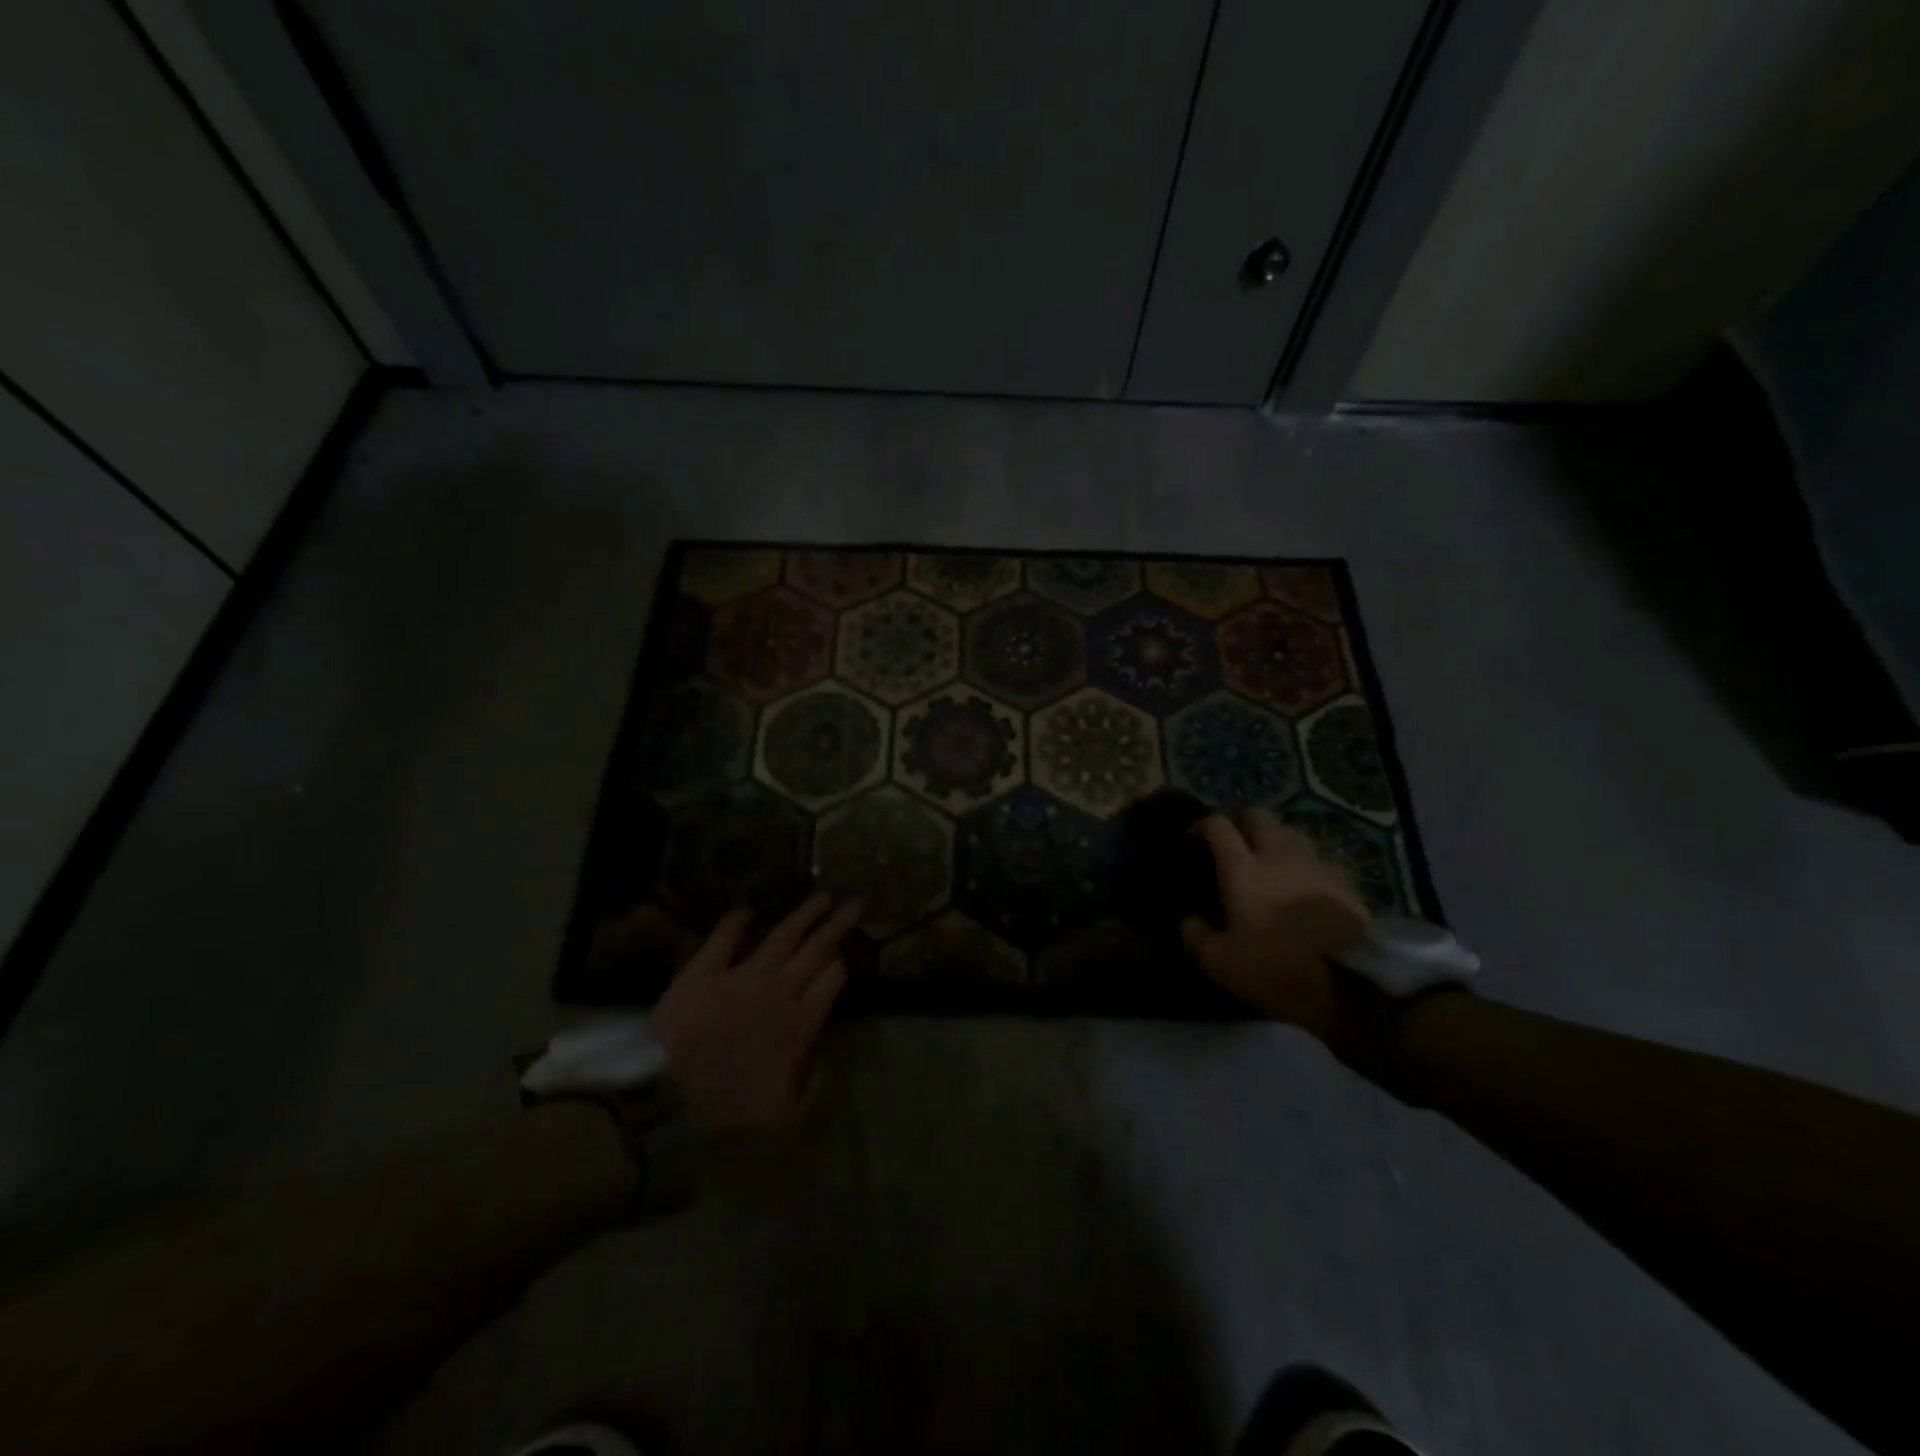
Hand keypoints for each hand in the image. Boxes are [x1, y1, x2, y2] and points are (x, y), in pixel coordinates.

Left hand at [651, 894, 856, 1128]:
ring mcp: (741, 975)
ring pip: (782, 935)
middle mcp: (778, 990)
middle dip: (838, 926)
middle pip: (816, 950)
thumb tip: (825, 1068)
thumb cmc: (728, 1108)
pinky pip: (723, 939)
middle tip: (854, 905)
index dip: (842, 966)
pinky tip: (746, 911)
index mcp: (799, 1022)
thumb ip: (812, 1090)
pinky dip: (735, 922)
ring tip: (820, 898)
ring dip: (803, 915)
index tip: (847, 957)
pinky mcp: (705, 970)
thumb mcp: (784, 1116)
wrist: (668, 1094)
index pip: (832, 981)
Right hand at [1181, 809, 1370, 1035]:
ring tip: (1272, 856)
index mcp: (1242, 870)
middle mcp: (1277, 856)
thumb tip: (1187, 920)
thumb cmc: (1277, 969)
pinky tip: (1308, 880)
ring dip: (1278, 837)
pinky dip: (1308, 862)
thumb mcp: (1222, 964)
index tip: (1195, 835)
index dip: (1204, 824)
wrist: (1352, 983)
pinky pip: (1322, 858)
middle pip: (1259, 816)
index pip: (1219, 827)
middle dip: (1243, 820)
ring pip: (1293, 832)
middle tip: (1236, 837)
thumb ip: (1197, 937)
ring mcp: (1315, 864)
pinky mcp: (1346, 880)